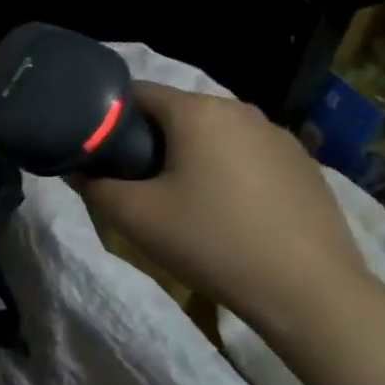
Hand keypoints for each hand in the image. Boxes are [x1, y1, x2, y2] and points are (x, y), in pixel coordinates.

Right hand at [81, 82, 384, 384]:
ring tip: (184, 199)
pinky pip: (248, 153)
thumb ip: (93, 185)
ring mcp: (278, 135)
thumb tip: (75, 168)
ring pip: (214, 133)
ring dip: (191, 154)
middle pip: (176, 112)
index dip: (110, 118)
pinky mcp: (303, 163)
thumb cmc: (211, 242)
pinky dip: (228, 169)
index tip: (101, 153)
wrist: (309, 292)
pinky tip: (230, 211)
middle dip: (151, 139)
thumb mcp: (135, 216)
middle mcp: (239, 109)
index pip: (136, 93)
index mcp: (196, 111)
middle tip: (137, 181)